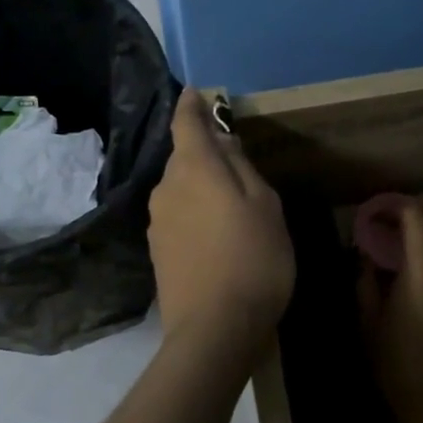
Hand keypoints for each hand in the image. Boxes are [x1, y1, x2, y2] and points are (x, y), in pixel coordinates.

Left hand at [149, 89, 294, 351]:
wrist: (214, 331)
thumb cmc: (252, 260)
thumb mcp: (265, 206)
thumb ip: (242, 167)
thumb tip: (222, 142)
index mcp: (194, 169)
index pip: (186, 123)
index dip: (191, 105)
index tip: (197, 92)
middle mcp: (166, 188)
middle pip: (184, 157)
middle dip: (206, 153)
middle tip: (239, 164)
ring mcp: (158, 221)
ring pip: (181, 188)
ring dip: (202, 186)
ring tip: (233, 207)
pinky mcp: (158, 250)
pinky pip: (178, 215)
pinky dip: (196, 213)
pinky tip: (217, 236)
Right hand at [356, 197, 422, 422]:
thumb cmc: (398, 366)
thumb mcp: (369, 323)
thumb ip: (367, 282)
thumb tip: (366, 255)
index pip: (418, 219)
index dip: (399, 205)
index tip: (380, 207)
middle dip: (415, 218)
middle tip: (389, 221)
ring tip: (401, 246)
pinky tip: (418, 274)